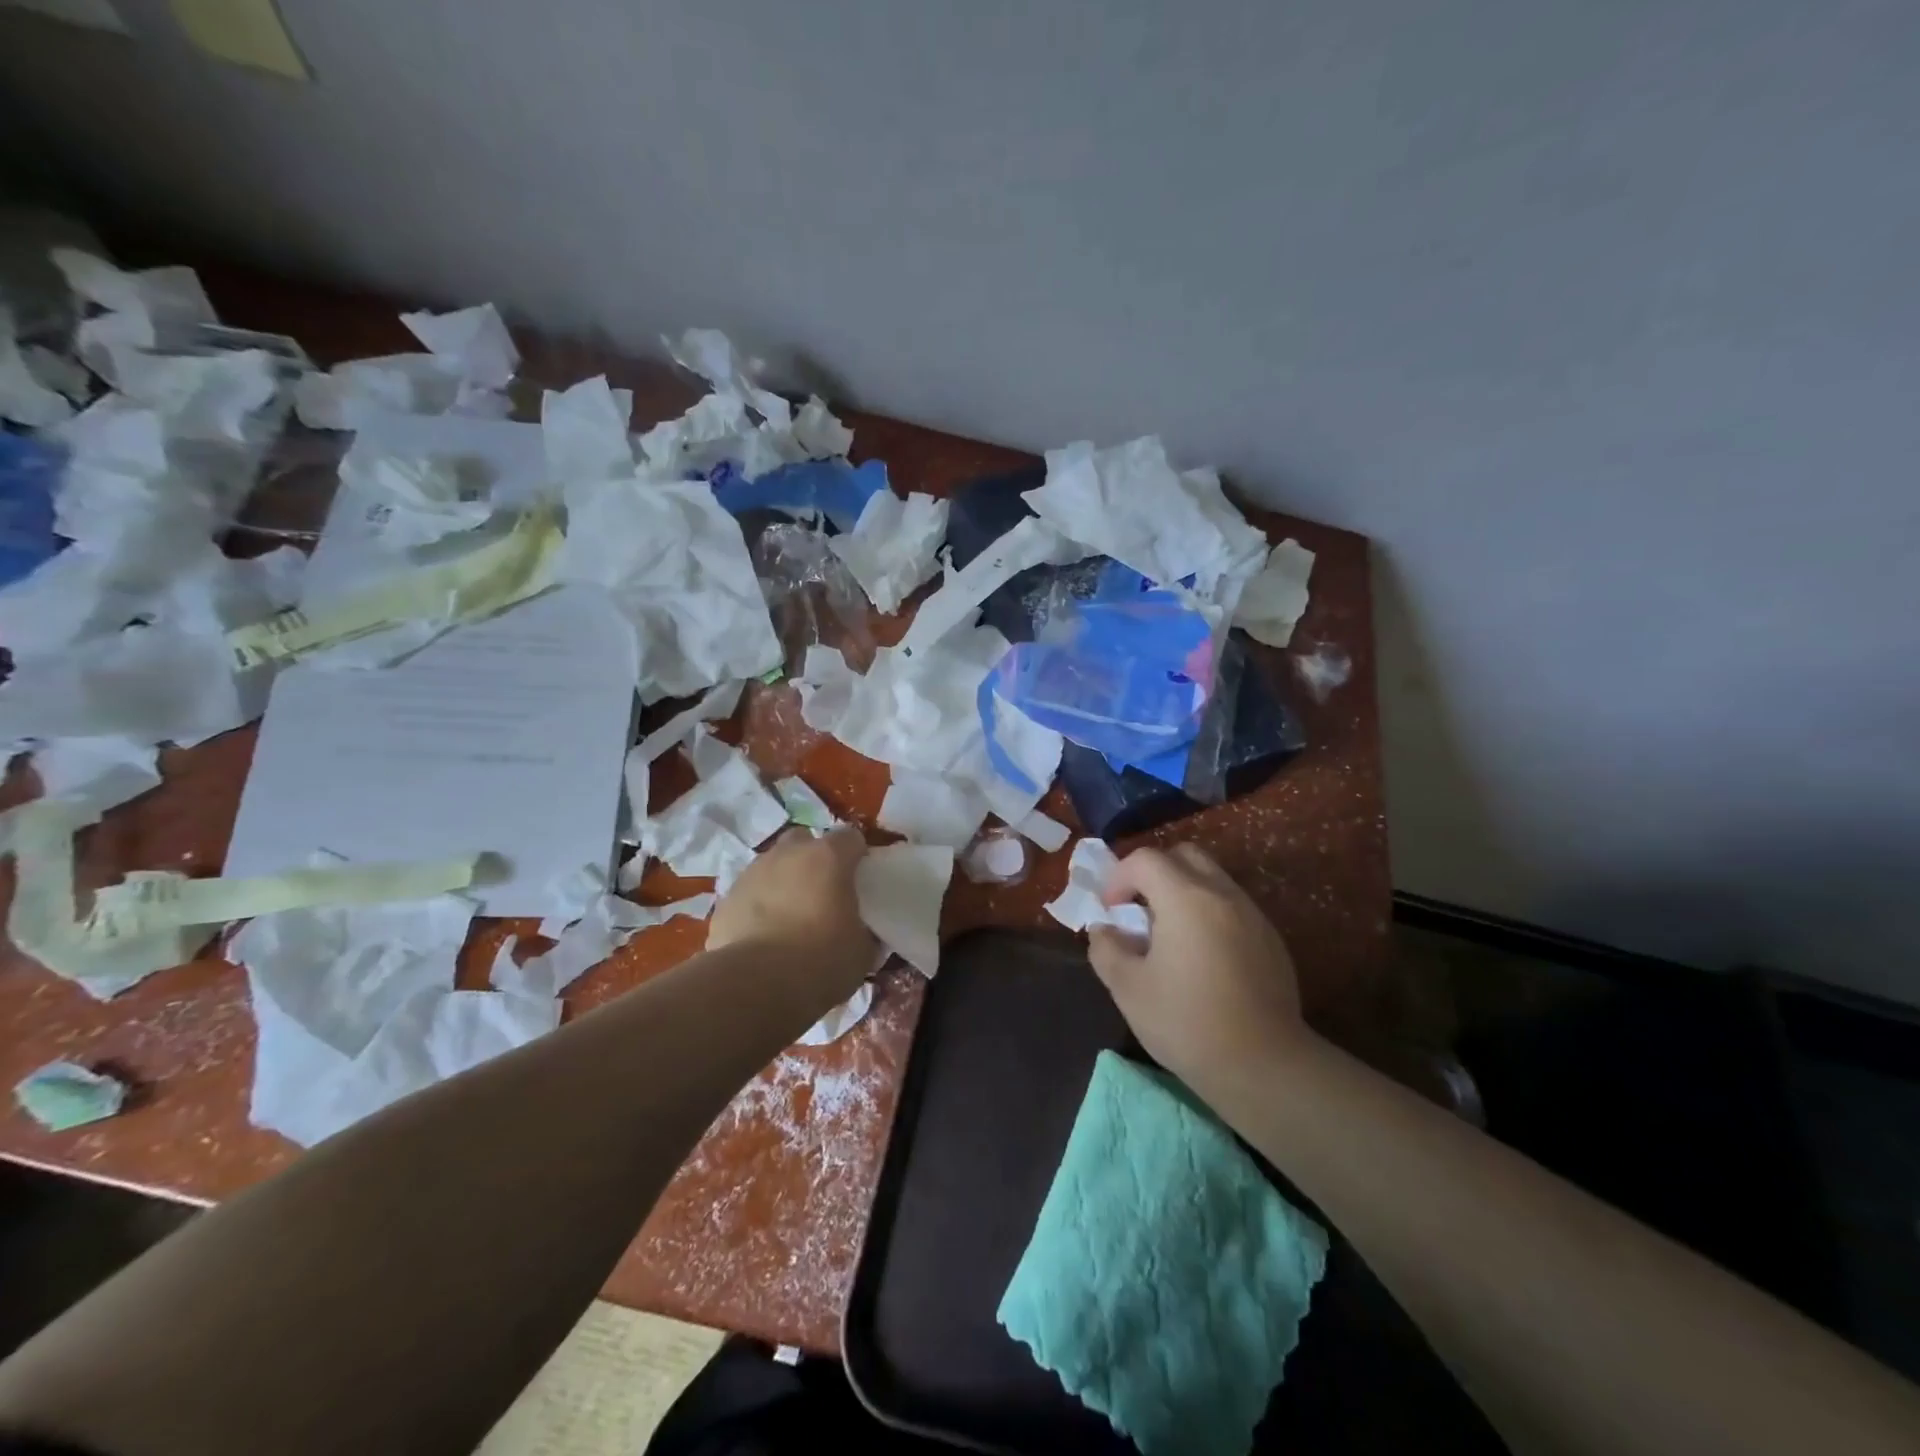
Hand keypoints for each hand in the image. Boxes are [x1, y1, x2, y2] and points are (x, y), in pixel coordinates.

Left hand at [707, 827, 873, 999]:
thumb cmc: (820, 961)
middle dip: (813, 859)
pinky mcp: (726, 897)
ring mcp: (753, 872)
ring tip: (789, 916)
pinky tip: (763, 934)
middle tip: (821, 892)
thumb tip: (862, 932)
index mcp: (829, 857)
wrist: (755, 985)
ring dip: (783, 881)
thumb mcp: (862, 951)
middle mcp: (789, 854)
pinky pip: (750, 892)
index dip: (857, 856)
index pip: (850, 837)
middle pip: (805, 841)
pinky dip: (758, 905)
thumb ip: (863, 930)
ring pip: (773, 864)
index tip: (859, 879)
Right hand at [1088, 844, 1307, 1094]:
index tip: (1111, 910)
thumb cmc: (1187, 1023)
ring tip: (1168, 934)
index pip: (1145, 859)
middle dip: (1154, 872)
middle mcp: (1222, 894)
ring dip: (1182, 891)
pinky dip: (1208, 913)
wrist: (1263, 1065)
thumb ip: (1106, 949)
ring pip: (1211, 878)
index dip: (1119, 877)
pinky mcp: (1270, 939)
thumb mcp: (1127, 988)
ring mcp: (1252, 914)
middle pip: (1184, 855)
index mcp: (1185, 898)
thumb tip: (1105, 930)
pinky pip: (1232, 906)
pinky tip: (1201, 957)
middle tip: (1138, 909)